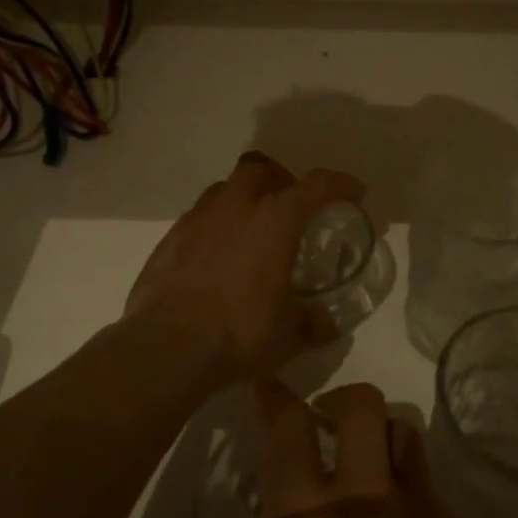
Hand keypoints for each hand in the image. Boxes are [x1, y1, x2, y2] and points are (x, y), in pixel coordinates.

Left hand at [125, 152, 364, 381]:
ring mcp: (197, 220)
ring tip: (251, 230)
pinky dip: (214, 226)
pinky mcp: (169, 240)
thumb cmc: (238, 334)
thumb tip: (326, 323)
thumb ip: (312, 323)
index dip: (339, 184)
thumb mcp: (288, 336)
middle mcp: (235, 209)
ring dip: (243, 199)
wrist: (164, 349)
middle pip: (260, 168)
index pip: (315, 185)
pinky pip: (198, 217)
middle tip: (290, 205)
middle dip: (280, 179)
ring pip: (224, 189)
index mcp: (274, 222)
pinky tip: (217, 256)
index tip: (354, 192)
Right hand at [209, 382, 493, 517]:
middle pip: (362, 405)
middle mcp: (368, 499)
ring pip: (406, 437)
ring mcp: (422, 515)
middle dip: (341, 401)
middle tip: (326, 427)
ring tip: (368, 479)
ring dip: (381, 443)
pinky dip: (411, 504)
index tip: (268, 388)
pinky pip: (432, 498)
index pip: (289, 428)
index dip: (276, 397)